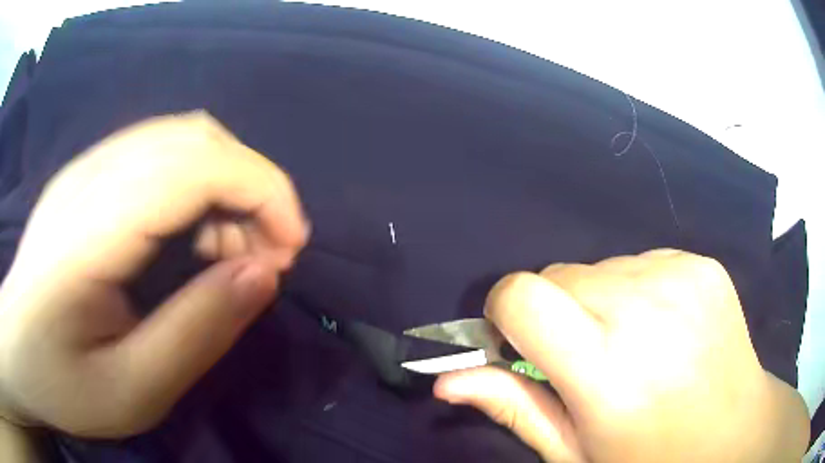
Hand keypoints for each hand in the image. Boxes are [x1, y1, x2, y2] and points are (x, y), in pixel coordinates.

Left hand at [0, 113, 307, 436]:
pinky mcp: (89, 175)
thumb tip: (264, 275)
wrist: (18, 350)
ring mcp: (88, 168)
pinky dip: (199, 184)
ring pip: (183, 138)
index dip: (261, 189)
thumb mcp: (133, 390)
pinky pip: (161, 152)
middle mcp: (91, 176)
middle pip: (196, 139)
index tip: (291, 249)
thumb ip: (197, 333)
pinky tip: (194, 236)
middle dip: (252, 187)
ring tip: (232, 252)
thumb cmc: (61, 383)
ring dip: (227, 185)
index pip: (195, 163)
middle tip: (266, 258)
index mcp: (91, 229)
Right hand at [435, 250, 809, 462]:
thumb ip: (514, 408)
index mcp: (607, 368)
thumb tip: (447, 378)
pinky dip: (638, 289)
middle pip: (559, 275)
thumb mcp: (575, 452)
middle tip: (587, 356)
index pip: (522, 297)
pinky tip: (664, 326)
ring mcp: (680, 276)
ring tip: (633, 344)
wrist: (735, 433)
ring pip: (600, 266)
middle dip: (556, 312)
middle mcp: (645, 309)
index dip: (506, 314)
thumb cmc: (650, 458)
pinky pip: (642, 260)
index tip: (521, 344)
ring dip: (599, 300)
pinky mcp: (702, 263)